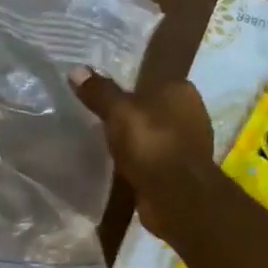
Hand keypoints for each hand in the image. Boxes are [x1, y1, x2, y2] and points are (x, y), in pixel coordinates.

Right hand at [70, 69, 214, 236]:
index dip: (127, 88)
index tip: (103, 98)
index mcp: (181, 90)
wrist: (176, 196)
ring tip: (106, 145)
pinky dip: (140, 162)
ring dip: (136, 142)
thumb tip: (76, 70)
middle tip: (100, 121)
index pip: (150, 80)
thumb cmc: (151, 144)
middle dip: (131, 116)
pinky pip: (154, 159)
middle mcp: (191, 113)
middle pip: (152, 109)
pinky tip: (122, 167)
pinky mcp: (180, 171)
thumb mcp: (119, 112)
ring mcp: (188, 144)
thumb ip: (99, 92)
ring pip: (153, 135)